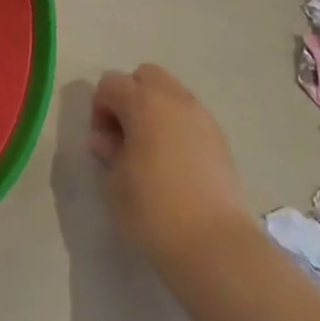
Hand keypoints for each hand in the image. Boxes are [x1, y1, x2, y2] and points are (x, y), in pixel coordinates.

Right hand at [90, 66, 251, 264]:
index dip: (99, 109)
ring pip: (171, 93)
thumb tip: (106, 139)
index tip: (103, 144)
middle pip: (145, 75)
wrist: (214, 244)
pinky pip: (190, 116)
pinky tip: (174, 163)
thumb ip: (109, 151)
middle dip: (129, 97)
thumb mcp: (115, 183)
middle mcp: (174, 98)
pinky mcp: (220, 138)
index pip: (110, 84)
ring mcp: (201, 116)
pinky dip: (176, 126)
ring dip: (154, 110)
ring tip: (150, 150)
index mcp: (143, 102)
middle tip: (125, 136)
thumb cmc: (153, 211)